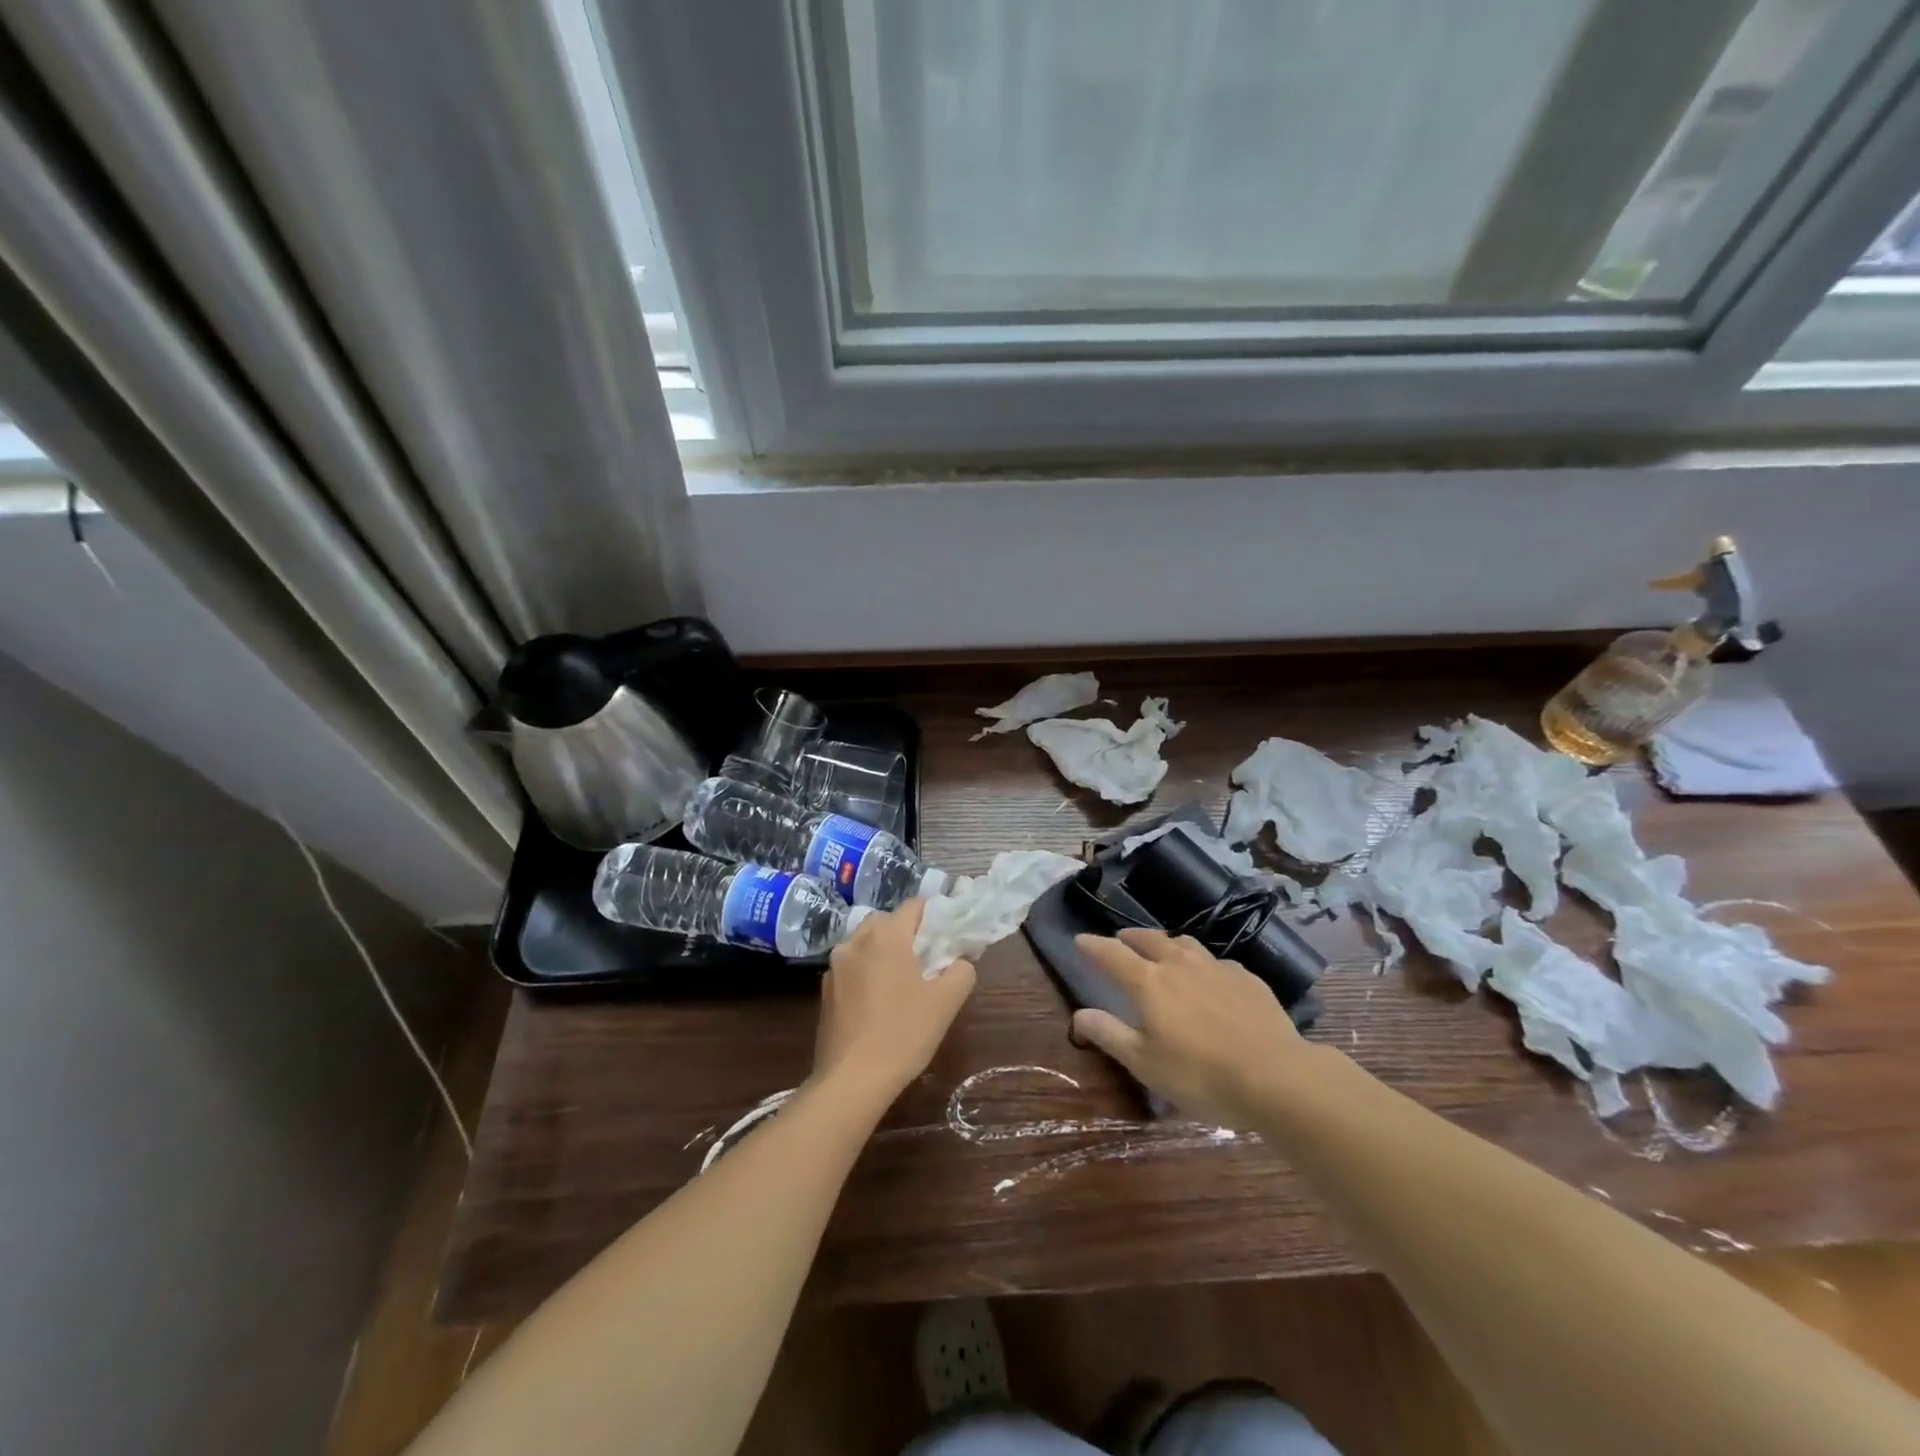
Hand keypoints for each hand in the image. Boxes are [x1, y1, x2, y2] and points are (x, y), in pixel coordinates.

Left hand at [813, 899, 975, 1104]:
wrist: (851, 1080)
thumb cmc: (903, 1034)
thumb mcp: (946, 1002)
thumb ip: (961, 970)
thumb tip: (959, 960)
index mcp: (886, 936)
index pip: (915, 905)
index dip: (935, 917)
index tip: (947, 940)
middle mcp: (856, 941)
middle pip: (887, 921)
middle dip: (908, 934)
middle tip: (927, 962)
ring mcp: (835, 966)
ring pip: (866, 943)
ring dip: (885, 952)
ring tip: (903, 983)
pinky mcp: (826, 990)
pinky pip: (853, 967)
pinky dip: (867, 972)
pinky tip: (879, 1003)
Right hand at [1071, 929, 1317, 1126]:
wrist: (1276, 1076)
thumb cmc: (1200, 1075)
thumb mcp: (1145, 1063)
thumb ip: (1109, 1034)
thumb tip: (1078, 1014)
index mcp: (1149, 983)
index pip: (1112, 954)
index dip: (1093, 945)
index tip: (1080, 939)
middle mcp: (1179, 964)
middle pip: (1149, 939)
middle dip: (1129, 937)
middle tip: (1120, 939)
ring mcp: (1216, 967)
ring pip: (1184, 944)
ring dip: (1167, 943)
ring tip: (1163, 951)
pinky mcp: (1247, 978)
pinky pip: (1216, 962)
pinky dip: (1202, 964)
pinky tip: (1209, 978)